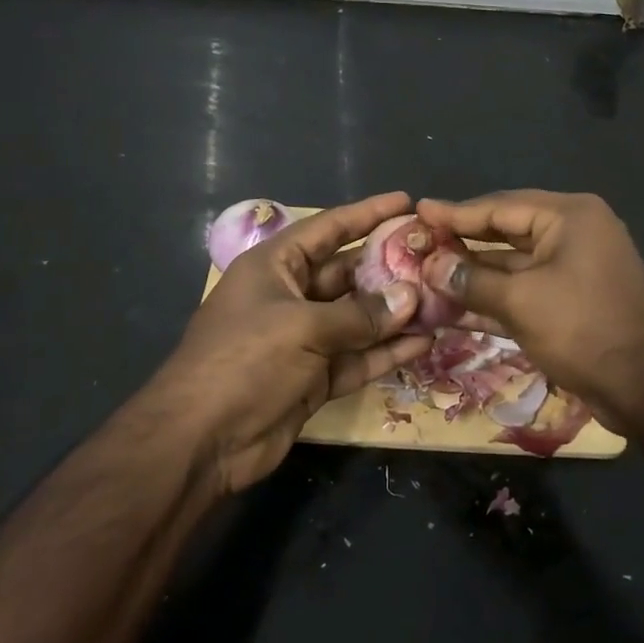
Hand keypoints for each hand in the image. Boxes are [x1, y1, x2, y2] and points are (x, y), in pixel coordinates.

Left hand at [159, 192, 433, 492]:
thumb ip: (360, 314)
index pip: (328, 229)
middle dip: (389, 267)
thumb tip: (411, 297)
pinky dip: (387, 352)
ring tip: (442, 301)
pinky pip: (358, 357)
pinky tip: (425, 343)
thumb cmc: (245, 361)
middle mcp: (291, 296)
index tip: (407, 202)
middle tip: (436, 259)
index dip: (367, 213)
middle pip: (348, 273)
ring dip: (395, 313)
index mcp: (275, 266)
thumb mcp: (302, 327)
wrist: (201, 441)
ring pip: (359, 318)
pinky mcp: (315, 377)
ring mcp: (304, 339)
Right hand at [415, 190, 643, 431]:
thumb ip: (471, 280)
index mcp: (569, 216)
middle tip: (418, 242)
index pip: (500, 206)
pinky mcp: (573, 300)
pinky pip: (526, 289)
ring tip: (427, 275)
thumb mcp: (521, 301)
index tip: (418, 210)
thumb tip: (430, 266)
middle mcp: (574, 233)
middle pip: (506, 230)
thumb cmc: (584, 329)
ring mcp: (575, 268)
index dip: (455, 212)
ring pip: (513, 263)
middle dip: (462, 242)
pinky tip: (455, 307)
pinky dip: (495, 296)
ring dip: (474, 272)